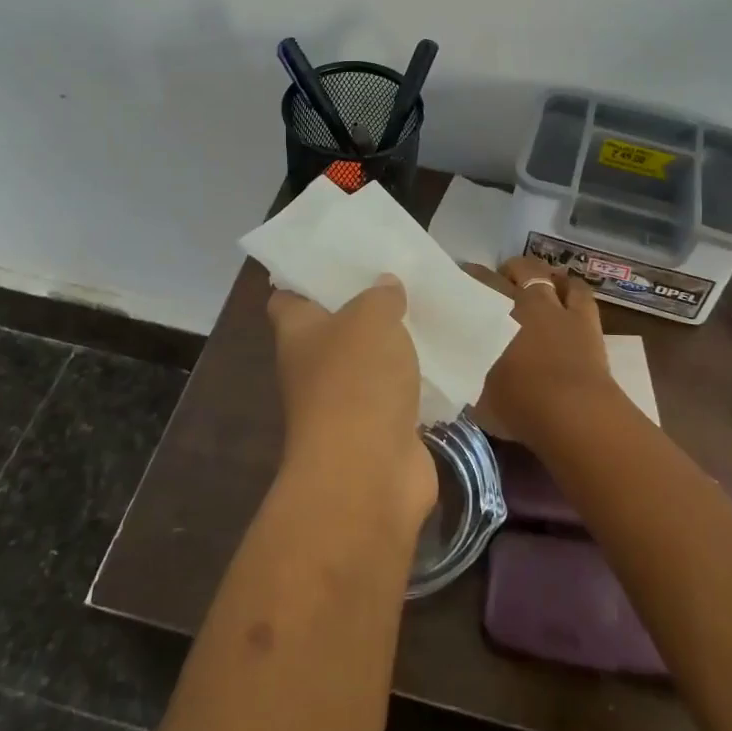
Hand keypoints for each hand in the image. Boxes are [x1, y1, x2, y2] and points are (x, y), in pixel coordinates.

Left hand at [267, 276, 436, 524]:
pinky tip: (443, 355)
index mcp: (298, 332)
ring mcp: (346, 402)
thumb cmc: (356, 381)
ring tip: (427, 308)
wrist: (368, 474)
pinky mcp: (379, 430)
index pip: (288, 296)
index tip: (339, 256)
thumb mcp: (371, 318)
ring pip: (370, 361)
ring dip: (394, 343)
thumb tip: (385, 286)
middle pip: (335, 327)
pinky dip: (416, 379)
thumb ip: (380, 296)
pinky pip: (398, 393)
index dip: (307, 276)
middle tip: (398, 275)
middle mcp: (314, 367)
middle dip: (363, 305)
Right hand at [464, 258, 610, 445]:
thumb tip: (462, 376)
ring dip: (535, 273)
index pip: (474, 288)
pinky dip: (570, 286)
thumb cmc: (519, 408)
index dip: (466, 282)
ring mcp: (556, 308)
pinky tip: (566, 287)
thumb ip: (470, 379)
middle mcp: (522, 303)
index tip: (458, 283)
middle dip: (499, 273)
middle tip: (493, 282)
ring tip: (528, 280)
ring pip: (543, 274)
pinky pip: (579, 291)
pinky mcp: (586, 319)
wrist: (572, 414)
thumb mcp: (478, 399)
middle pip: (508, 274)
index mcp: (492, 320)